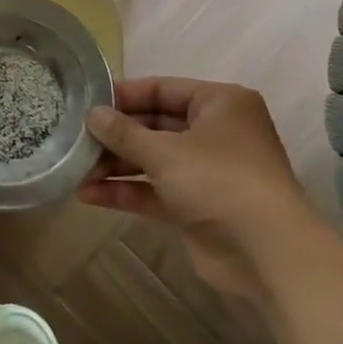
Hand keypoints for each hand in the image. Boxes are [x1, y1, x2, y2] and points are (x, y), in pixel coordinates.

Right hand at [81, 78, 310, 303]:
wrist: (267, 254)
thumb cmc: (218, 181)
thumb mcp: (164, 151)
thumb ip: (124, 132)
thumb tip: (93, 114)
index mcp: (220, 103)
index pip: (163, 89)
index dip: (124, 95)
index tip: (86, 102)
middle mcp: (216, 132)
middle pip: (155, 125)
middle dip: (116, 135)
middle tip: (75, 138)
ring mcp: (208, 171)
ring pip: (153, 159)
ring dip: (116, 165)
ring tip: (75, 169)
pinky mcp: (198, 205)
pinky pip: (156, 190)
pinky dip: (127, 190)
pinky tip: (90, 194)